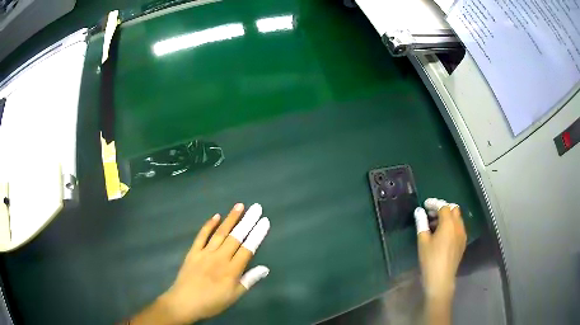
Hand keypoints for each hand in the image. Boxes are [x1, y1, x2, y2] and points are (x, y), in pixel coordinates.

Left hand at [129, 203, 270, 324]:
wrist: (184, 302)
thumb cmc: (212, 302)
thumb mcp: (234, 296)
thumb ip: (249, 281)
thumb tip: (265, 268)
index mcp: (232, 270)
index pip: (248, 248)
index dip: (257, 234)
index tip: (264, 221)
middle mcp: (220, 258)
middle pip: (236, 237)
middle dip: (247, 221)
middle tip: (256, 207)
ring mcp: (205, 253)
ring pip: (220, 233)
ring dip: (230, 219)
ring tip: (239, 206)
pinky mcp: (193, 252)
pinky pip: (201, 236)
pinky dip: (209, 225)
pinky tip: (216, 216)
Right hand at [414, 198, 465, 299]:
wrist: (441, 279)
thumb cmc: (430, 260)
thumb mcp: (423, 241)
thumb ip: (421, 223)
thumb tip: (419, 211)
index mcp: (449, 224)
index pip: (443, 206)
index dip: (434, 203)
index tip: (425, 204)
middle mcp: (458, 226)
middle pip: (453, 209)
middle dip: (443, 208)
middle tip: (430, 214)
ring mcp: (462, 234)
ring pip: (457, 218)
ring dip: (447, 217)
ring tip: (434, 225)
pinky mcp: (463, 242)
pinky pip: (458, 227)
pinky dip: (451, 225)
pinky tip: (442, 235)